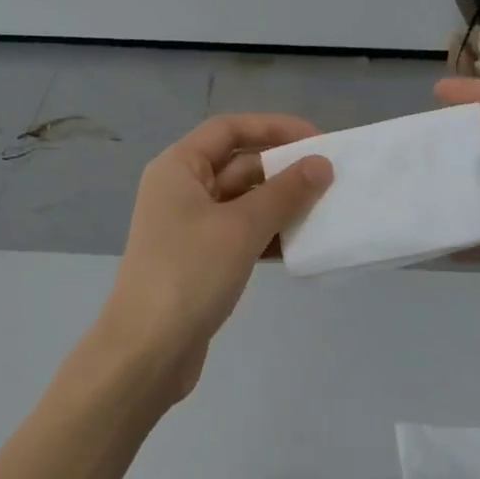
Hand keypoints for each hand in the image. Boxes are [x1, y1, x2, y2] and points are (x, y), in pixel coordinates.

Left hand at [98, 114, 331, 404]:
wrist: (148, 350)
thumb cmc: (190, 274)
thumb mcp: (241, 227)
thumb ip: (285, 192)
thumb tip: (320, 164)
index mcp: (178, 168)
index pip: (229, 128)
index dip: (274, 128)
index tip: (318, 140)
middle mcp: (180, 190)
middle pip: (237, 164)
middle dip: (283, 170)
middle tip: (331, 180)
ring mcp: (188, 228)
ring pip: (242, 203)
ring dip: (280, 205)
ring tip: (326, 211)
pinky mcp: (199, 261)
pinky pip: (240, 235)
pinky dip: (268, 236)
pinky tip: (301, 246)